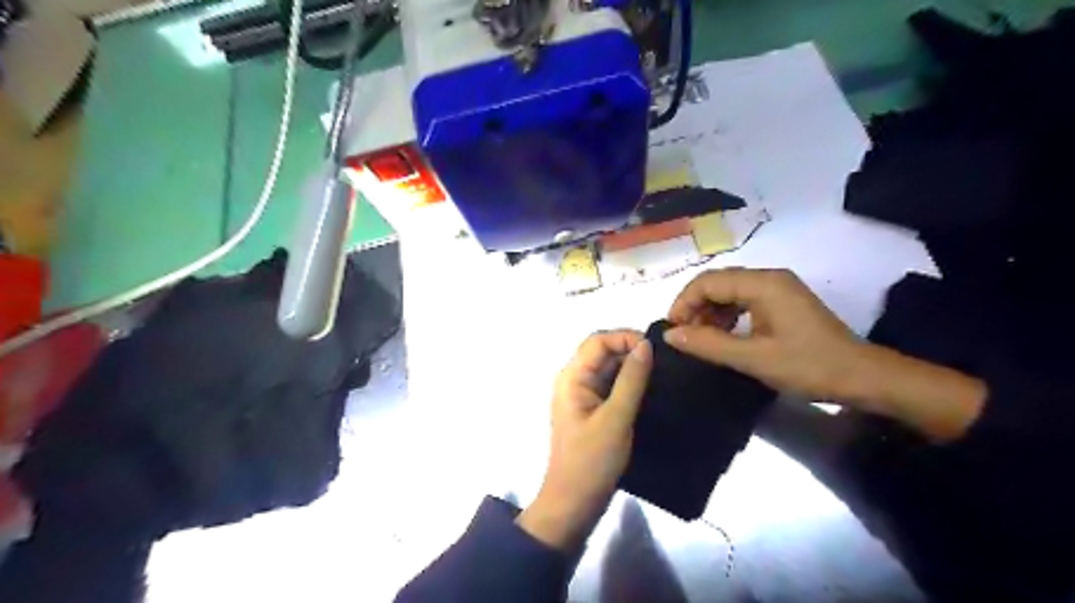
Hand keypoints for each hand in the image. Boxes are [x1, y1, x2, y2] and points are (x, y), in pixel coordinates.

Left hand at [517, 333, 650, 553]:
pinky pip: (612, 386)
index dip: (625, 337)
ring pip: (609, 369)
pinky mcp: (594, 410)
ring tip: (663, 373)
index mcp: (572, 377)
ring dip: (633, 367)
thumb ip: (631, 380)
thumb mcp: (615, 418)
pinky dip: (630, 383)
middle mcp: (575, 380)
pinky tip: (652, 389)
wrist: (574, 503)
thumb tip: (647, 345)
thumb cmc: (591, 461)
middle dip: (631, 350)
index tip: (656, 349)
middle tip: (665, 362)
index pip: (597, 341)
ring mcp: (584, 396)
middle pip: (603, 352)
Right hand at [665, 269, 861, 399]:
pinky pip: (744, 300)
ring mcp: (778, 289)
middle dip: (695, 307)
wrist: (863, 377)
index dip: (684, 303)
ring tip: (700, 339)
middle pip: (718, 283)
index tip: (672, 330)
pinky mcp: (783, 302)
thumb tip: (670, 335)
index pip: (708, 282)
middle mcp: (769, 278)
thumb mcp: (753, 358)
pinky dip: (727, 316)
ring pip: (729, 291)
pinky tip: (722, 336)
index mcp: (763, 284)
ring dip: (709, 312)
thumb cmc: (808, 366)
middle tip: (683, 336)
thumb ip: (708, 344)